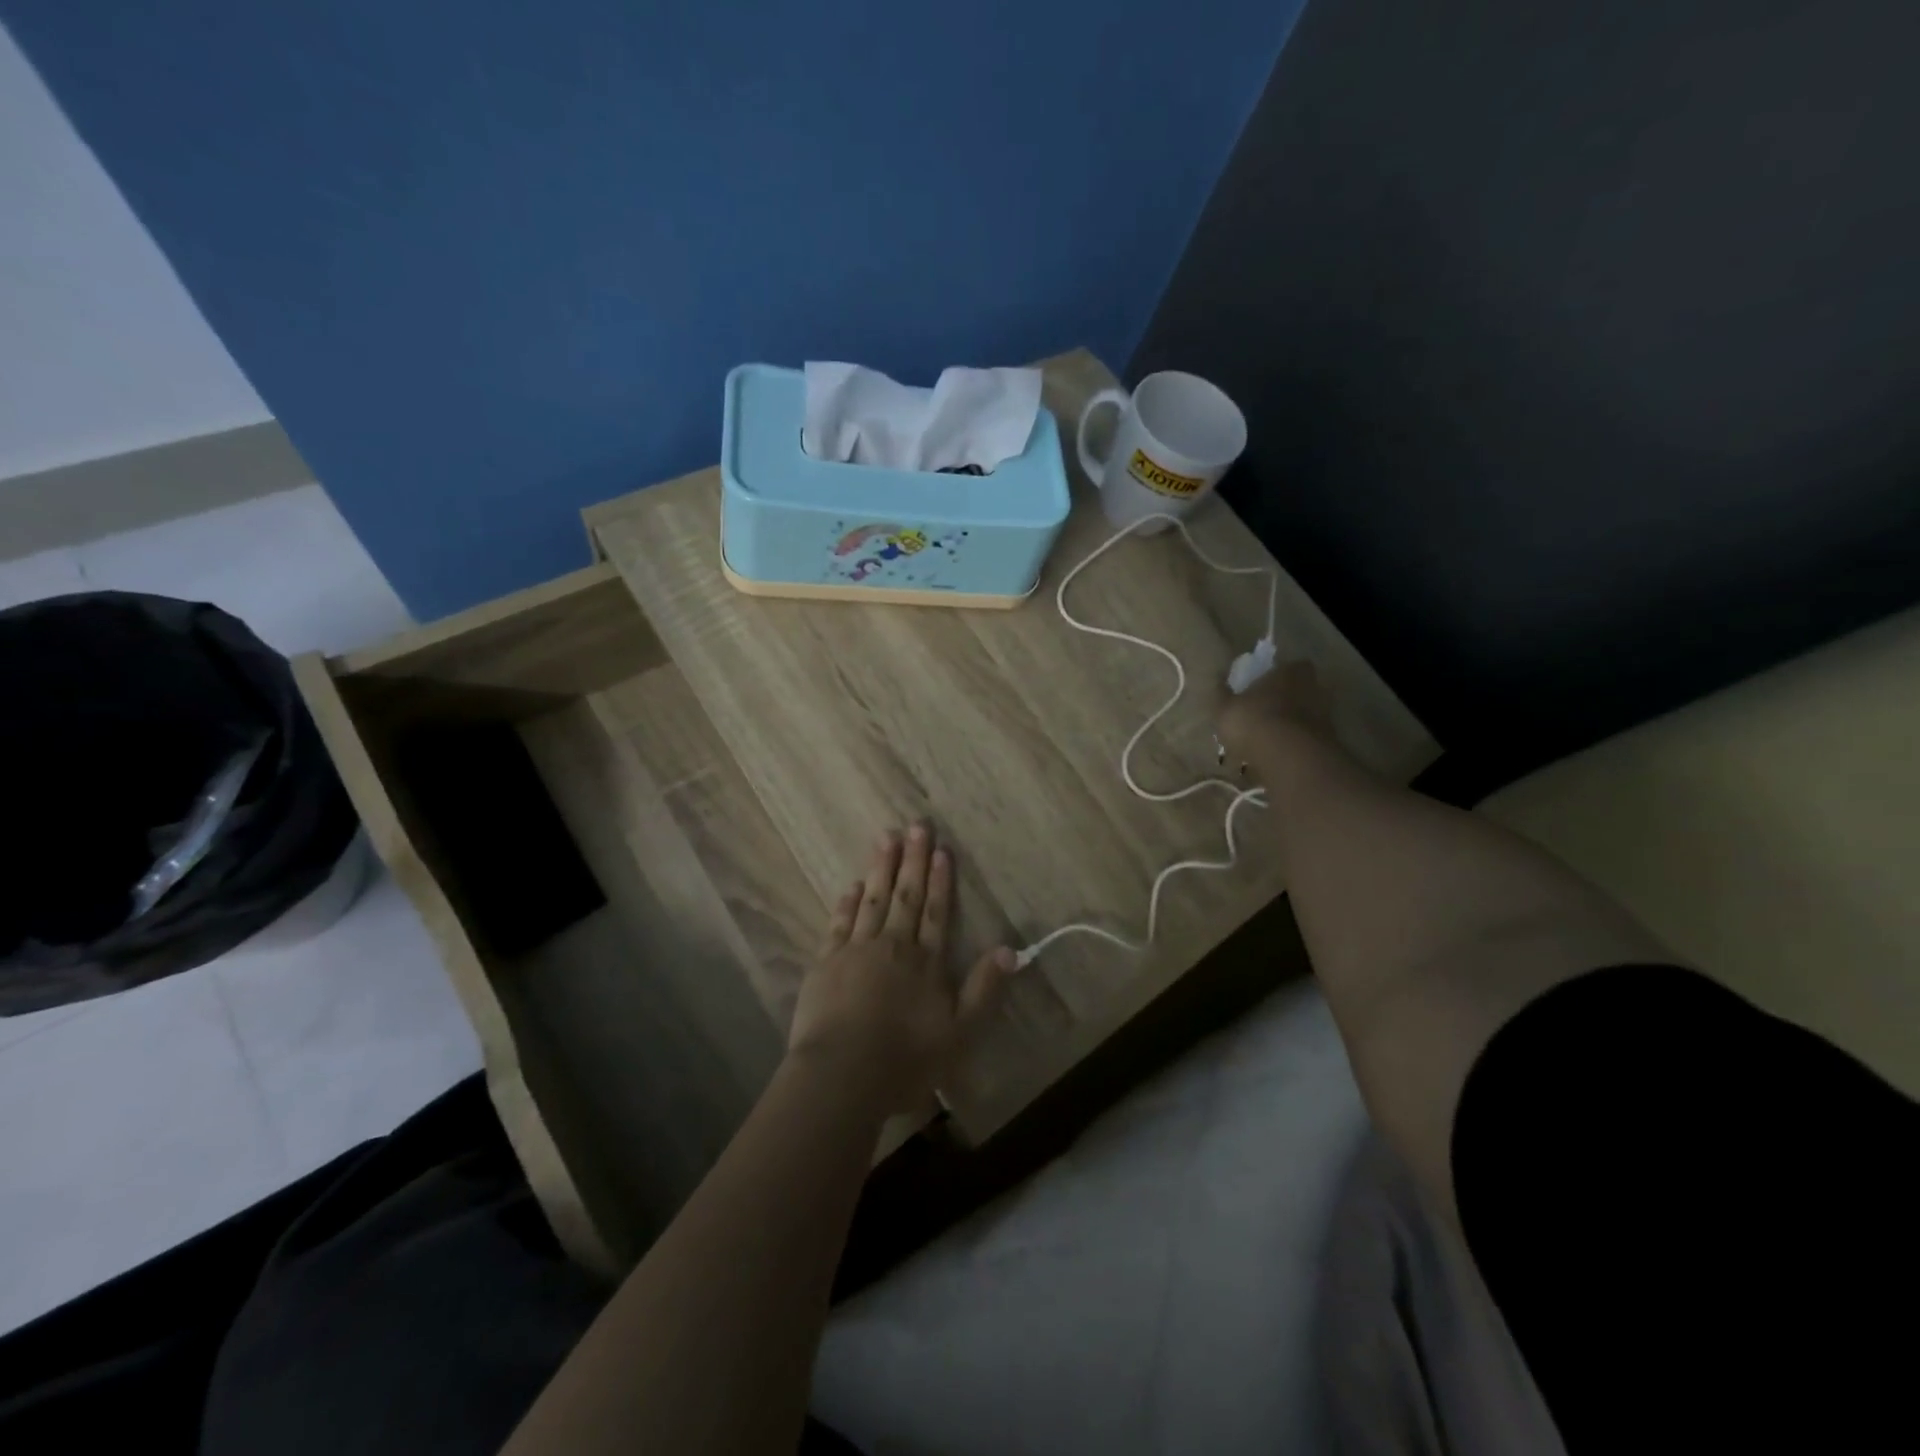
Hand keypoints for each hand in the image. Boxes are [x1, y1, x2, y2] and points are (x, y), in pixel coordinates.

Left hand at [787, 824, 1014, 1115]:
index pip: (936, 912)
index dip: (940, 881)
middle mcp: (893, 946)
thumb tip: (1010, 949)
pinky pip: (839, 924)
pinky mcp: (827, 963)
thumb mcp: (961, 1032)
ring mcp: (857, 951)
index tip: (941, 849)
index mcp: (926, 962)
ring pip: (873, 901)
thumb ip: (985, 989)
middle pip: (906, 896)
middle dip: (912, 860)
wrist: (843, 1074)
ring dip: (881, 868)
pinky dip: (847, 903)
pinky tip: (852, 885)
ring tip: (885, 838)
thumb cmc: (906, 1059)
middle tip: (916, 825)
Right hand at [1216, 658, 1336, 769]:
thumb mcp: (1225, 707)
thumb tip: (1218, 679)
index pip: (1289, 666)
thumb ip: (1222, 693)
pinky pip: (1307, 739)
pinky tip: (1278, 756)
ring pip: (1304, 716)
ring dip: (1290, 725)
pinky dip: (1295, 745)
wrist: (1289, 757)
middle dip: (1285, 701)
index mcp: (1291, 671)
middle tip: (1265, 715)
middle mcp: (1314, 687)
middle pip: (1300, 690)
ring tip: (1269, 741)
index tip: (1262, 688)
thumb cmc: (1253, 721)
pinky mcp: (1329, 741)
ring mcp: (1325, 715)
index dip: (1277, 677)